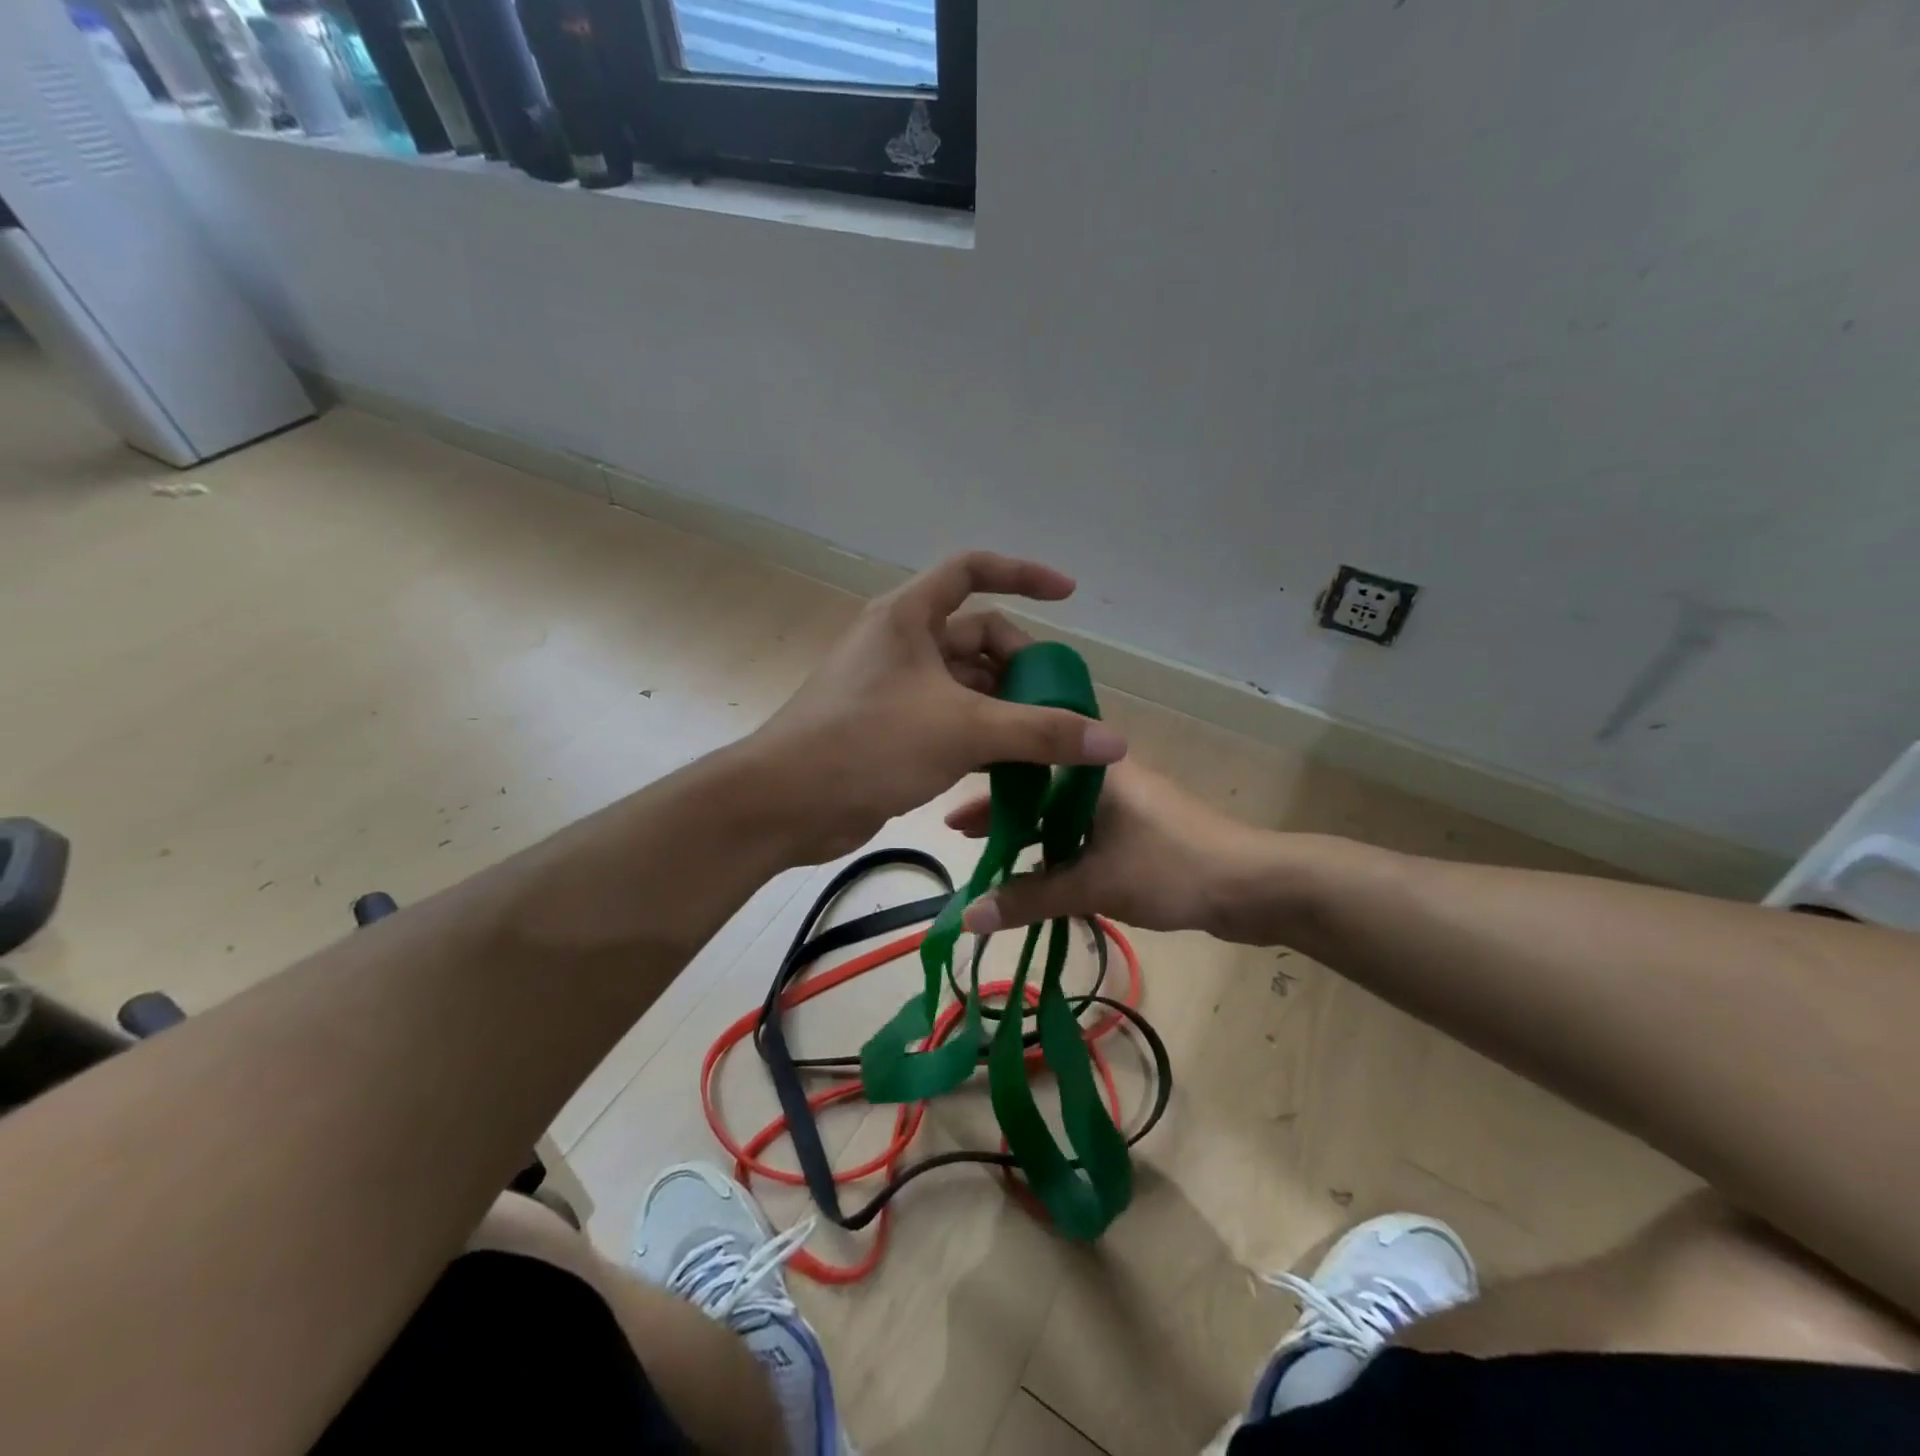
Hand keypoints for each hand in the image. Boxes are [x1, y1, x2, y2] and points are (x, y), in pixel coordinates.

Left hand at [753, 552, 1127, 862]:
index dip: (1023, 574)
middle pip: (978, 638)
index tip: (1068, 596)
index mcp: (909, 617)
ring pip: (966, 685)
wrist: (785, 803)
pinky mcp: (891, 728)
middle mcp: (901, 644)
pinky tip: (1011, 767)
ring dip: (1006, 709)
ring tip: (1047, 743)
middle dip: (1022, 668)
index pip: (973, 570)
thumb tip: (1115, 743)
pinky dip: (982, 736)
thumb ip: (1042, 733)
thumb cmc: (869, 743)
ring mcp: (894, 688)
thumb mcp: (964, 730)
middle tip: (1059, 709)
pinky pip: (950, 719)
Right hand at [950, 760, 1275, 938]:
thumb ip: (1030, 898)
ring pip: (1061, 815)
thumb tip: (968, 917)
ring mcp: (1124, 803)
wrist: (1254, 886)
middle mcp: (1105, 778)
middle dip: (1002, 813)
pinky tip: (1040, 873)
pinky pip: (1084, 833)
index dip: (985, 787)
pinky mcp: (1138, 830)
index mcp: (1092, 770)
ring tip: (993, 858)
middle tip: (962, 836)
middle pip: (1039, 790)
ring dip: (1030, 835)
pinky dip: (1058, 849)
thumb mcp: (1093, 883)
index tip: (952, 813)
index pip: (1025, 763)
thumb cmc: (1171, 868)